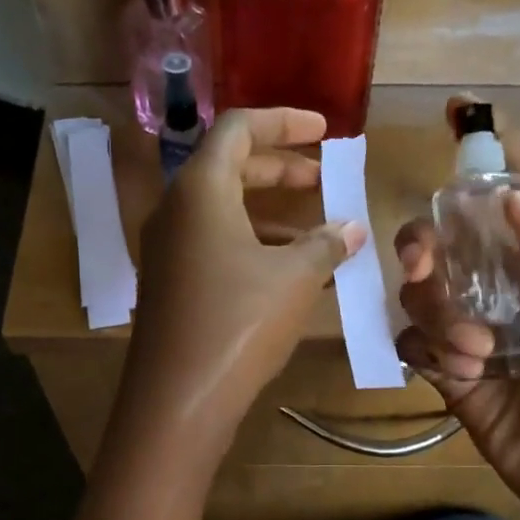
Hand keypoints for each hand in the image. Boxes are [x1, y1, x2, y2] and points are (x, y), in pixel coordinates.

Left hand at [118, 108, 363, 466]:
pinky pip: (213, 244)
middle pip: (229, 167)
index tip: (325, 132)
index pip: (239, 128)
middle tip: (324, 180)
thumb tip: (352, 228)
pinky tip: (287, 271)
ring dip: (270, 213)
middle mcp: (175, 210)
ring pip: (222, 211)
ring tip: (317, 231)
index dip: (285, 122)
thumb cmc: (239, 322)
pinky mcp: (169, 284)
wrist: (178, 397)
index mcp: (200, 189)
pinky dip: (251, 244)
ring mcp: (167, 250)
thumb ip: (326, 244)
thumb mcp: (294, 278)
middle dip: (281, 169)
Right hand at [394, 98, 519, 519]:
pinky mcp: (449, 374)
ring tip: (479, 356)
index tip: (460, 114)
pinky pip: (413, 343)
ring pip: (422, 292)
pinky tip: (462, 378)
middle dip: (426, 239)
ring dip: (441, 316)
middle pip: (447, 239)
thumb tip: (510, 199)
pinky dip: (428, 352)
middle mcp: (505, 289)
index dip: (497, 149)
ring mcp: (472, 331)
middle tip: (424, 261)